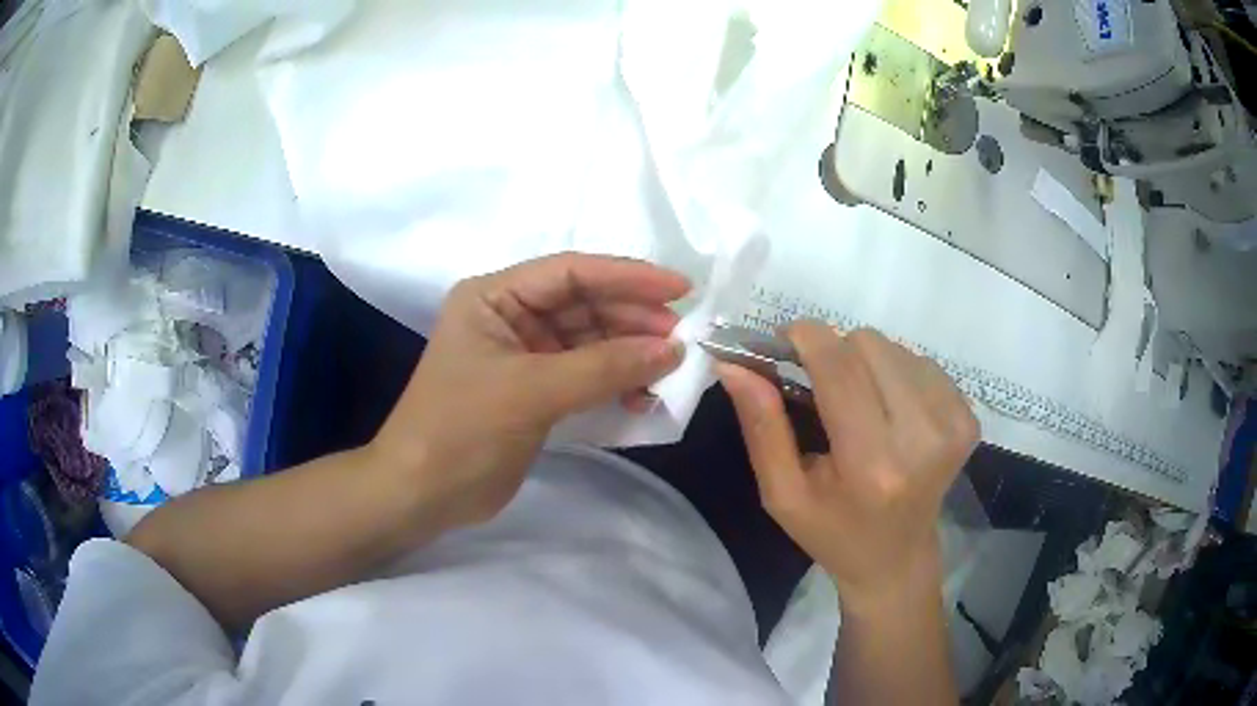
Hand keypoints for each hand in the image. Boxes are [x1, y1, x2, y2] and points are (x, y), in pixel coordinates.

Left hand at [368, 253, 687, 530]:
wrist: (422, 494)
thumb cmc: (461, 429)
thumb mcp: (530, 391)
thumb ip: (603, 367)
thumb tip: (672, 349)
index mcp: (493, 297)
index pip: (570, 272)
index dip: (627, 277)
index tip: (680, 290)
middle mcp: (509, 317)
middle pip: (584, 305)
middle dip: (632, 319)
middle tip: (681, 338)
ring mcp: (523, 356)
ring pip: (589, 342)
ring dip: (629, 354)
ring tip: (669, 370)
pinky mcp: (535, 392)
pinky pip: (585, 375)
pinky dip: (615, 383)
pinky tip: (642, 397)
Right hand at [718, 323, 977, 614]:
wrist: (896, 559)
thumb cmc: (832, 532)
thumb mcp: (782, 493)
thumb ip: (761, 426)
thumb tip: (733, 363)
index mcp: (871, 464)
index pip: (839, 365)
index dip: (806, 337)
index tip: (785, 343)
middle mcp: (921, 438)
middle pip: (868, 345)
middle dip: (836, 354)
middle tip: (823, 388)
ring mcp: (952, 425)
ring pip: (895, 347)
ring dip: (867, 365)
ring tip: (860, 405)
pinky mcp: (968, 419)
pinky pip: (922, 362)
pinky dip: (897, 375)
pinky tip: (891, 411)